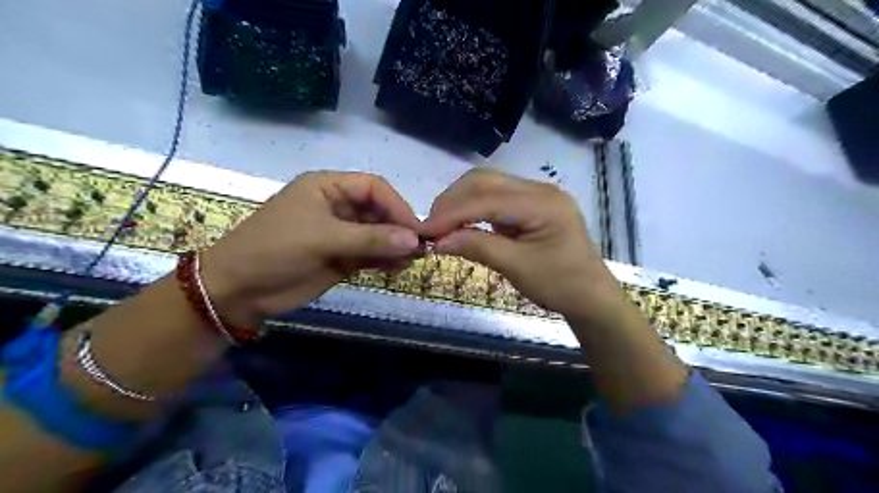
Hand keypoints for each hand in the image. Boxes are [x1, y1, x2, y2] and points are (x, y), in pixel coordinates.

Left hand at [200, 172, 418, 325]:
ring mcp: (340, 233)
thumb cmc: (274, 250)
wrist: (237, 290)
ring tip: (410, 261)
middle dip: (398, 228)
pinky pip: (370, 254)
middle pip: (379, 211)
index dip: (397, 205)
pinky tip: (396, 268)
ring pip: (378, 234)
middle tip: (419, 249)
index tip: (415, 230)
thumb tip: (414, 241)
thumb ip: (370, 239)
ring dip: (395, 246)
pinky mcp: (341, 256)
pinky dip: (385, 260)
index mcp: (328, 188)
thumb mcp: (322, 239)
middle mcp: (337, 206)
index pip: (373, 188)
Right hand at [422, 170, 620, 321]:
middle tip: (431, 227)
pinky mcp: (531, 204)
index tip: (424, 230)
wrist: (590, 296)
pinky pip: (496, 198)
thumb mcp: (517, 268)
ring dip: (461, 203)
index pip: (487, 199)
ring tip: (442, 226)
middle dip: (453, 202)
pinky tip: (462, 224)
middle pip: (485, 181)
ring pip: (488, 186)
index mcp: (543, 203)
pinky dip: (474, 209)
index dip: (452, 213)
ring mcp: (537, 195)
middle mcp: (540, 189)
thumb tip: (437, 241)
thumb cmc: (560, 285)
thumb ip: (477, 247)